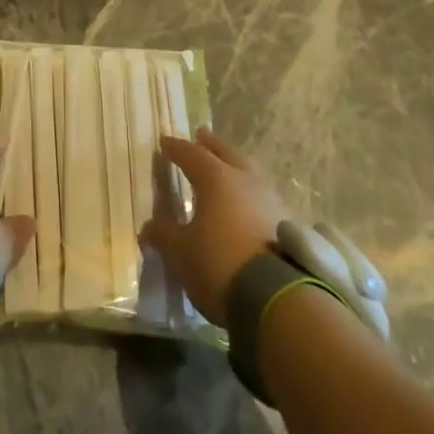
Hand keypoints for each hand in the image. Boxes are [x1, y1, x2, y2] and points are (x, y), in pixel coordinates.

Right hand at [141, 128, 287, 324]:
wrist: (276, 298)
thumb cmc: (219, 263)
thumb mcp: (181, 252)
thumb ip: (164, 235)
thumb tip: (148, 227)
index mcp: (215, 177)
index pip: (191, 154)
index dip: (176, 148)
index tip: (164, 142)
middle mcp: (244, 179)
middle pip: (225, 153)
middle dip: (211, 145)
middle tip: (201, 135)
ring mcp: (268, 199)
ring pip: (247, 172)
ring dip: (233, 167)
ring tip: (225, 170)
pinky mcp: (285, 223)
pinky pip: (260, 197)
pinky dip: (248, 194)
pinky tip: (245, 205)